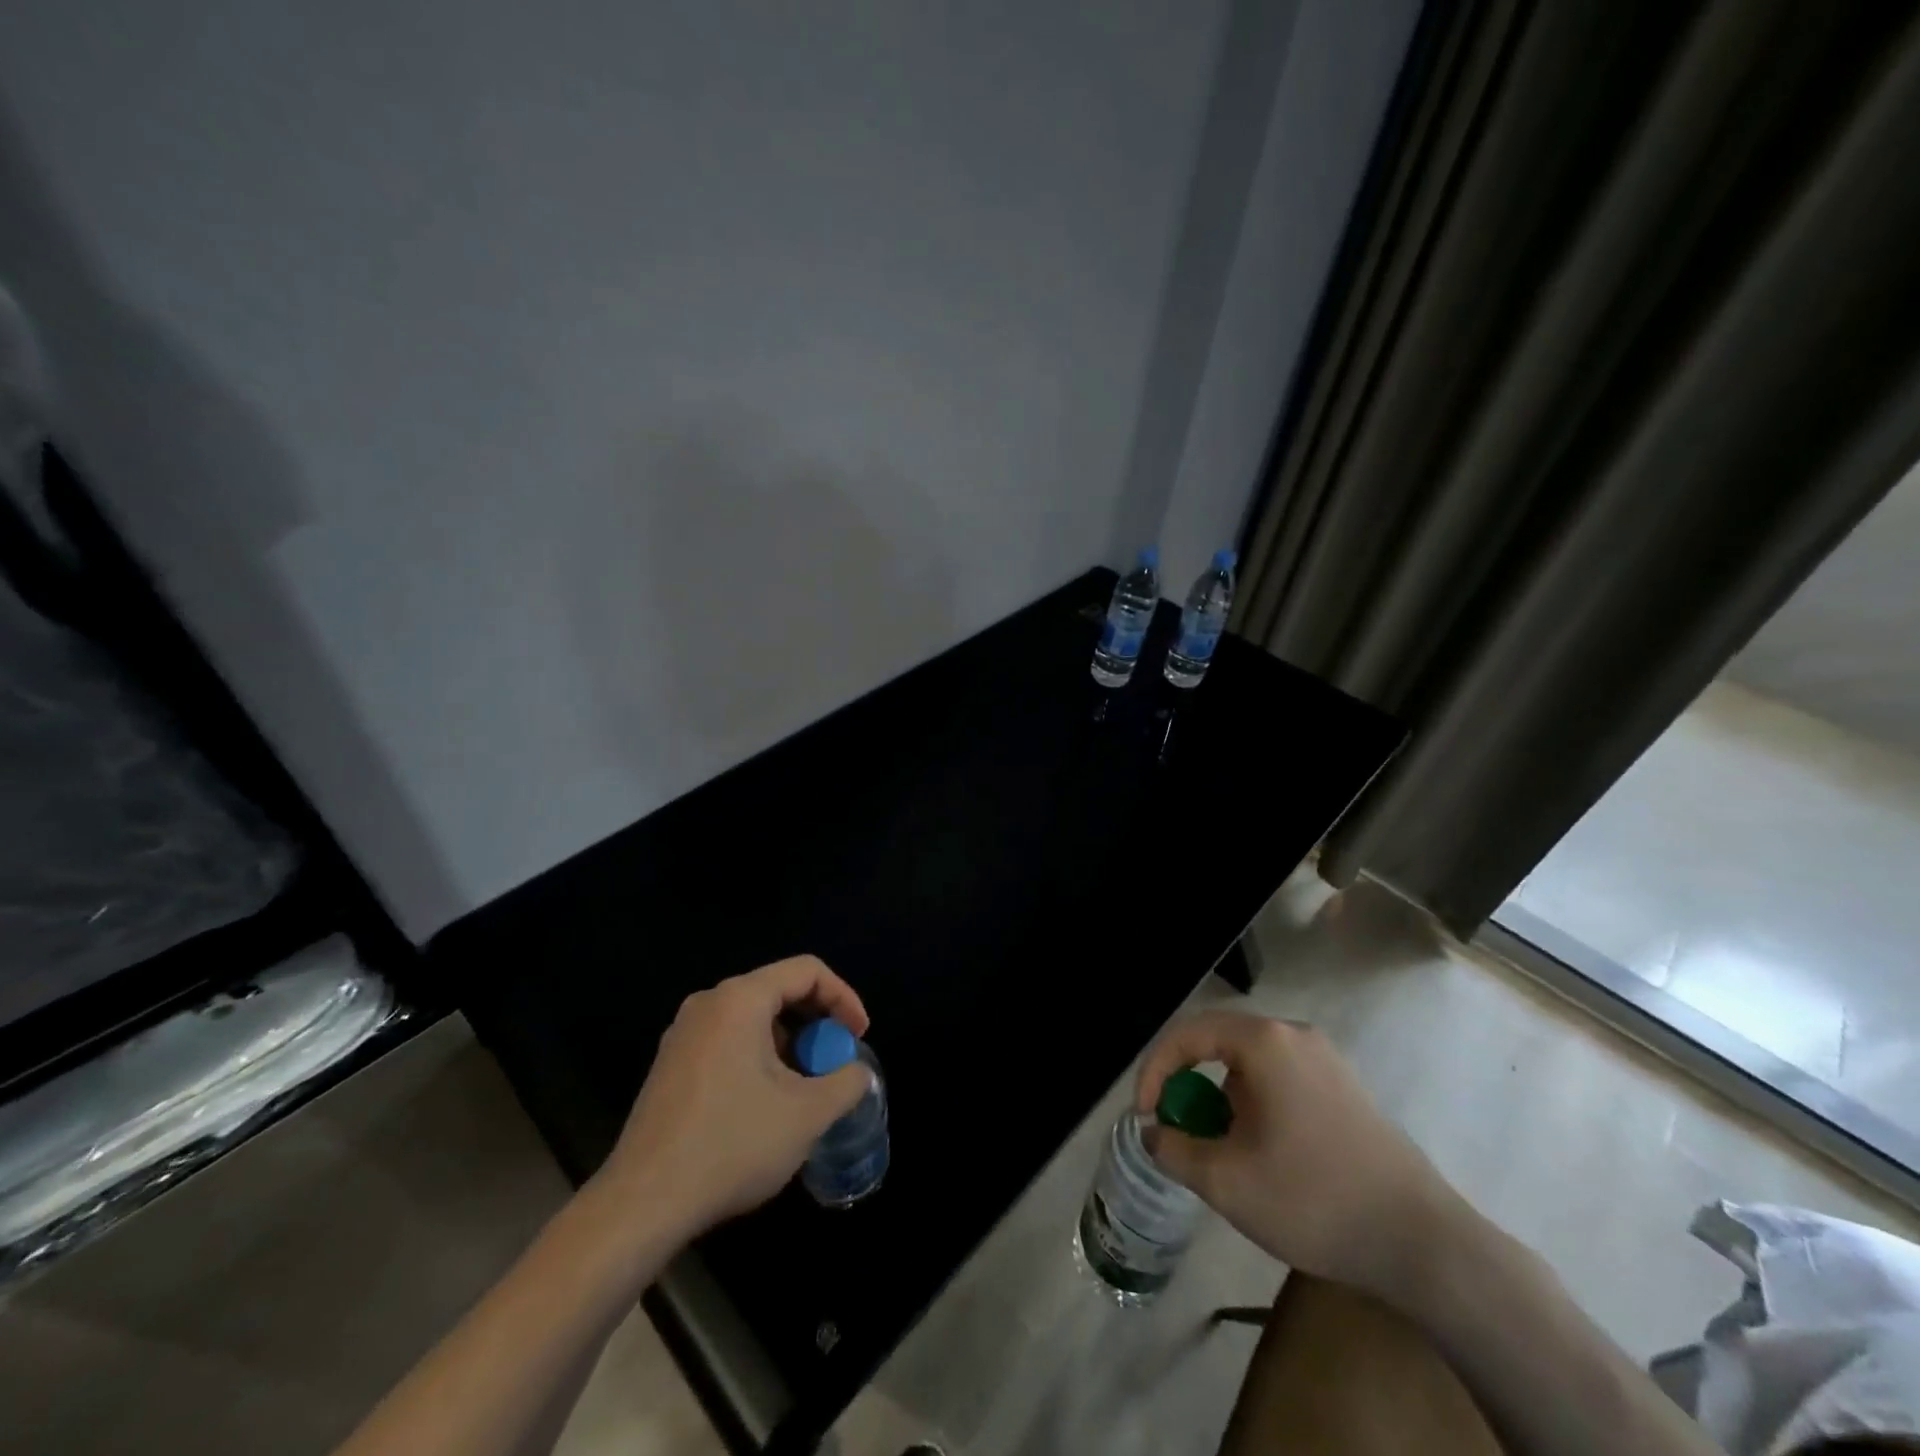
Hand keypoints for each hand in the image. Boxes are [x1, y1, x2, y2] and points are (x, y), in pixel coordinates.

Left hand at [595, 956, 872, 1239]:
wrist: (642, 1204)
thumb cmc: (731, 1145)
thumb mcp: (807, 1115)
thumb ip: (846, 1082)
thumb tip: (855, 1073)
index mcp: (740, 1000)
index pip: (807, 971)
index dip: (843, 997)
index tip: (858, 1037)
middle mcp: (708, 1004)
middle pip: (779, 990)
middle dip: (816, 1023)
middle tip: (835, 1062)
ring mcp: (683, 1035)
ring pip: (753, 1019)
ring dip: (789, 1044)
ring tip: (805, 1089)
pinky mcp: (670, 1066)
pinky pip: (728, 1041)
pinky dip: (759, 1058)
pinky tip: (766, 1105)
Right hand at [1136, 1011, 1460, 1296]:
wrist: (1425, 1245)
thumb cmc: (1315, 1201)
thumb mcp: (1227, 1182)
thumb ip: (1174, 1149)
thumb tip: (1153, 1132)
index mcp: (1264, 1042)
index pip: (1188, 1034)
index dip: (1155, 1069)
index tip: (1144, 1114)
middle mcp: (1294, 1035)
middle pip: (1219, 1043)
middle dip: (1188, 1083)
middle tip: (1176, 1126)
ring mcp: (1325, 1059)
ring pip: (1250, 1064)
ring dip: (1222, 1097)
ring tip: (1221, 1147)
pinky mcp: (1345, 1088)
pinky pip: (1280, 1079)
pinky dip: (1254, 1103)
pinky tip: (1263, 1151)